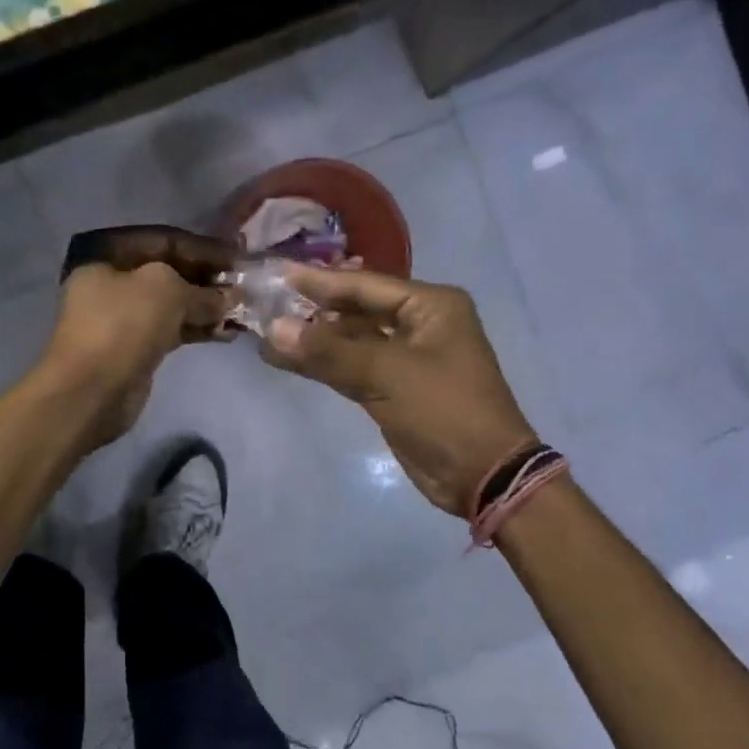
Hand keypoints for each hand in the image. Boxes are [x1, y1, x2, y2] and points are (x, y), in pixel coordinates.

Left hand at [40, 261, 226, 447]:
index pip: (164, 240)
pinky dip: (198, 330)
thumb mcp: (166, 290)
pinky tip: (228, 333)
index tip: (238, 256)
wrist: (91, 390)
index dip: (203, 247)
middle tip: (244, 286)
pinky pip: (173, 330)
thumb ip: (202, 290)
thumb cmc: (123, 325)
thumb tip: (232, 297)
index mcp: (107, 256)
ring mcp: (123, 317)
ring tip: (242, 312)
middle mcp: (112, 282)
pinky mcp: (136, 347)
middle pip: (169, 272)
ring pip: (173, 304)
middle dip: (207, 279)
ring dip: (207, 307)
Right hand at [263, 265, 533, 515]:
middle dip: (314, 309)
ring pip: (351, 341)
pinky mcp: (394, 389)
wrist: (481, 474)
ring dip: (314, 340)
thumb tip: (274, 329)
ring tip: (267, 332)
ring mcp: (406, 358)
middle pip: (357, 309)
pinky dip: (323, 365)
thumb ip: (329, 350)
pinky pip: (352, 368)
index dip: (320, 281)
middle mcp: (420, 324)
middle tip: (267, 302)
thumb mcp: (386, 374)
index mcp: (431, 306)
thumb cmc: (443, 410)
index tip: (279, 273)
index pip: (365, 284)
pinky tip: (288, 360)